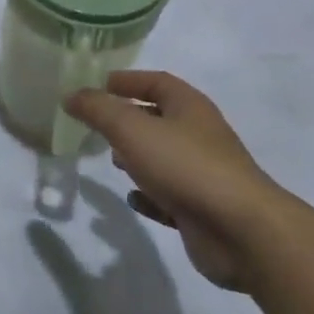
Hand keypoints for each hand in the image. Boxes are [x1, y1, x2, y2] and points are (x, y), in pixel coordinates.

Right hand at [65, 72, 293, 293]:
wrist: (242, 232)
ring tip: (112, 161)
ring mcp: (204, 174)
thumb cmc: (185, 166)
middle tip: (97, 126)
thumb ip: (97, 109)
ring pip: (164, 157)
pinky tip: (133, 199)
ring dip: (138, 157)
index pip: (156, 81)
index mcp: (189, 107)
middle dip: (128, 120)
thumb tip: (71, 95)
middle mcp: (200, 135)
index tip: (96, 86)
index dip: (127, 80)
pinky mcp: (203, 209)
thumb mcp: (131, 129)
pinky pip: (170, 196)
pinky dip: (150, 195)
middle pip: (160, 118)